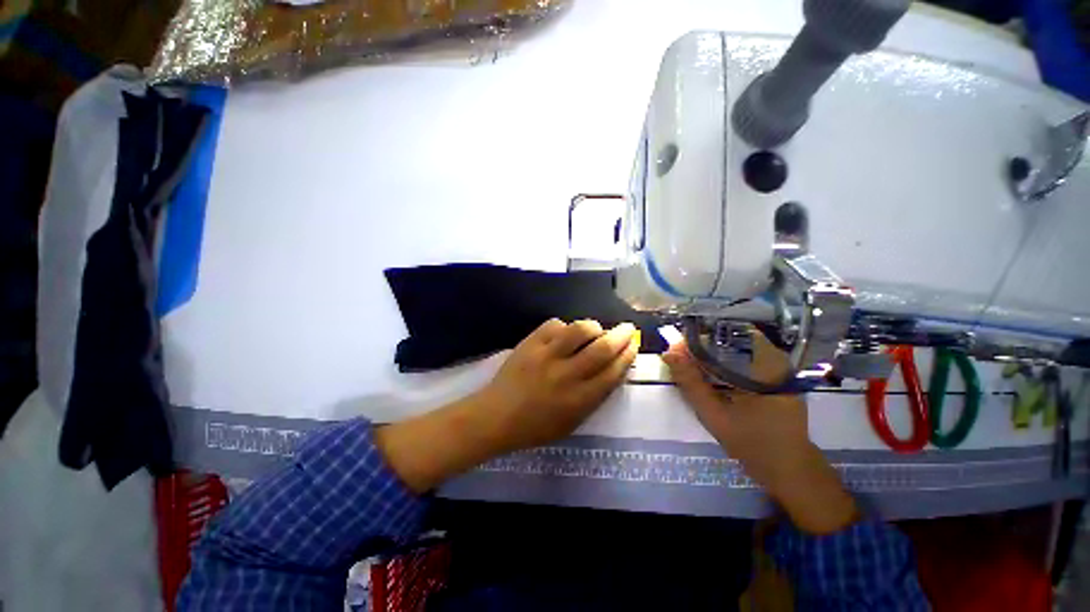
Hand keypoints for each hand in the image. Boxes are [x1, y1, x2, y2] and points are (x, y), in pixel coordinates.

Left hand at [475, 318, 639, 452]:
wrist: (496, 417)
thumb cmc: (536, 426)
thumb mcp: (572, 422)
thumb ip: (594, 397)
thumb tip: (613, 369)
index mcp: (579, 399)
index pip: (613, 371)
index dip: (628, 355)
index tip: (633, 344)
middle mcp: (566, 375)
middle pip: (602, 348)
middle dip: (621, 335)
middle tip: (627, 328)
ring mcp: (546, 355)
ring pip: (580, 329)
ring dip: (593, 327)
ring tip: (595, 330)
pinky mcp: (530, 343)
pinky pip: (555, 324)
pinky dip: (564, 327)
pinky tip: (564, 334)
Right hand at [663, 330, 857, 533]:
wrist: (790, 468)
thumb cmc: (753, 444)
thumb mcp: (714, 415)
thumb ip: (690, 383)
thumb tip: (668, 354)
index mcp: (764, 365)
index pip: (723, 335)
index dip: (694, 340)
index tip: (674, 352)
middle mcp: (774, 357)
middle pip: (727, 336)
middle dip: (699, 345)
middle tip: (678, 359)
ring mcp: (776, 363)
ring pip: (732, 344)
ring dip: (707, 352)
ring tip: (689, 365)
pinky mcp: (774, 372)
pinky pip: (740, 354)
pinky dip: (720, 359)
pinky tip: (708, 373)